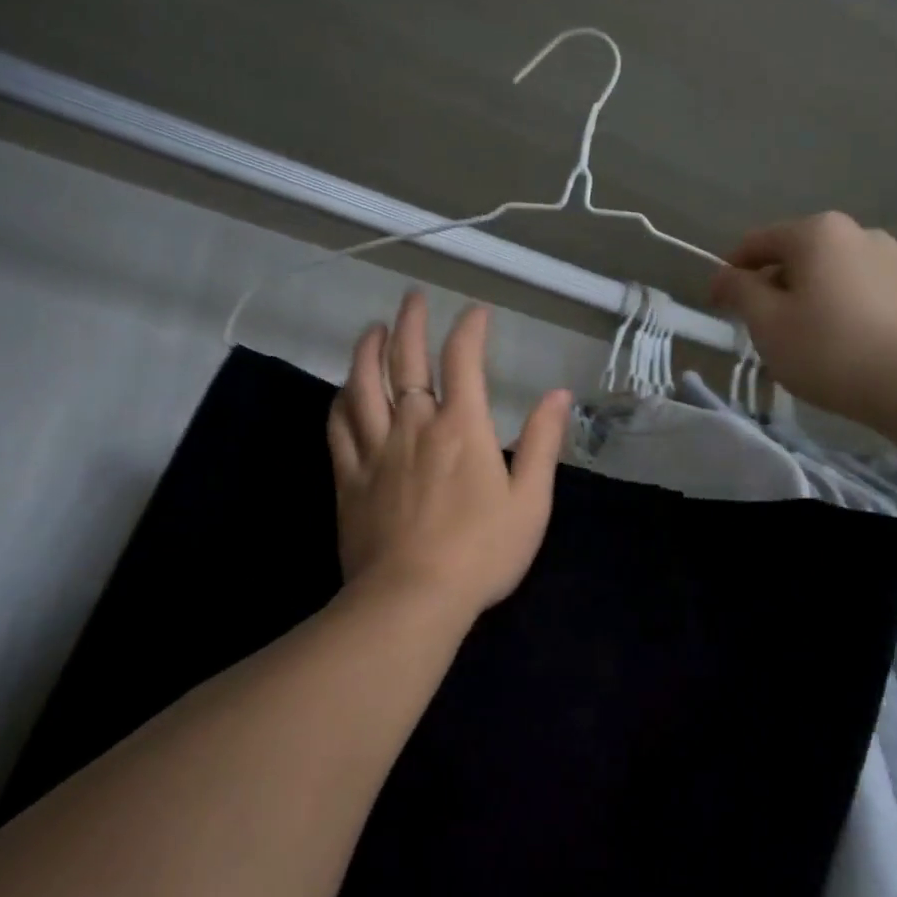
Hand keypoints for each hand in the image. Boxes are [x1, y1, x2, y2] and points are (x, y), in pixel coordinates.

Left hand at [328, 291, 571, 625]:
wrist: (412, 599)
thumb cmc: (481, 552)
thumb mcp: (530, 501)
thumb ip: (544, 443)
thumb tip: (559, 395)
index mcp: (461, 427)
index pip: (463, 359)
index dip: (470, 328)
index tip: (476, 311)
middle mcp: (414, 425)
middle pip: (405, 360)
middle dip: (409, 322)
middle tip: (411, 297)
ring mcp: (375, 450)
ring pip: (362, 385)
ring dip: (367, 351)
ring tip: (372, 329)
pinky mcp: (348, 477)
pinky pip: (338, 428)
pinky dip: (340, 401)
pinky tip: (343, 391)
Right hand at [710, 212, 896, 428]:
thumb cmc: (832, 349)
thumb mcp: (768, 323)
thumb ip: (739, 292)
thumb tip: (725, 275)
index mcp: (816, 232)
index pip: (755, 244)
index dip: (729, 275)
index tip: (718, 309)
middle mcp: (856, 232)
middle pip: (793, 257)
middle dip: (769, 289)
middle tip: (759, 333)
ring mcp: (890, 259)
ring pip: (825, 276)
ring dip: (803, 302)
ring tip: (800, 345)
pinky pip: (855, 292)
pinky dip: (835, 311)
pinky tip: (837, 348)